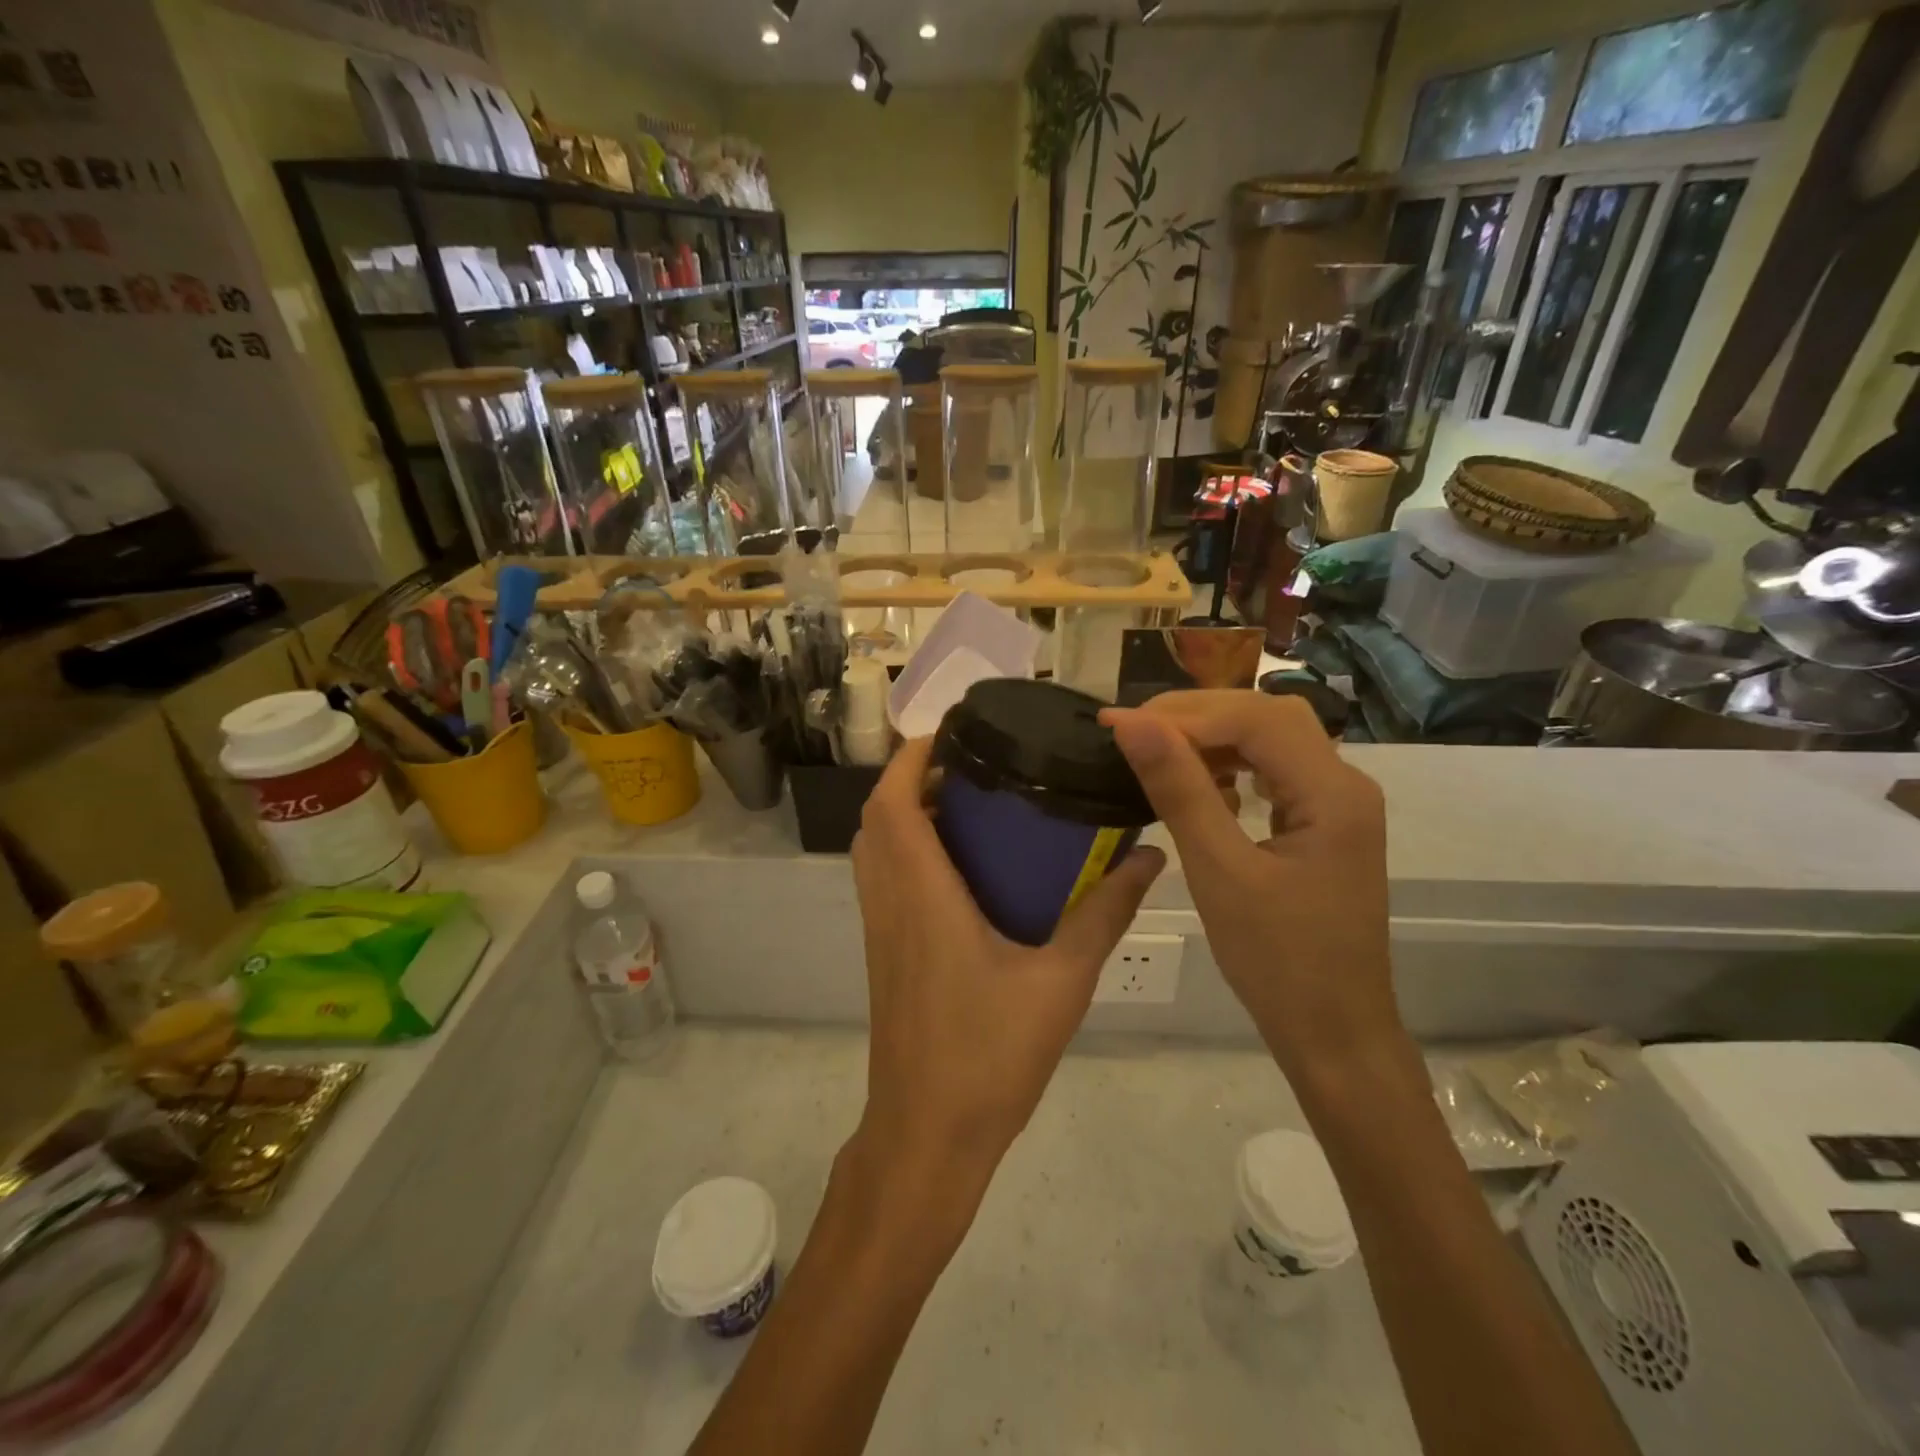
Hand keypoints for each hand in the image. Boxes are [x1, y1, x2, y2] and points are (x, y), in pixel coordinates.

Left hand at [849, 737, 1164, 1207]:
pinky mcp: (884, 952)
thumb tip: (1150, 858)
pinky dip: (909, 849)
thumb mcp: (1063, 981)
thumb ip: (1105, 913)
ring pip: (875, 847)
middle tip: (972, 766)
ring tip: (969, 804)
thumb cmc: (990, 1056)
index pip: (891, 802)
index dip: (911, 757)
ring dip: (906, 812)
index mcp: (922, 894)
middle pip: (877, 817)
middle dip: (912, 777)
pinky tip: (964, 866)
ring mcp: (880, 928)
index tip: (953, 733)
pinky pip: (884, 878)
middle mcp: (890, 900)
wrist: (928, 1135)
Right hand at [1101, 691, 1395, 1075]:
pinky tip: (1200, 783)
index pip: (1254, 720)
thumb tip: (1132, 724)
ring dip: (1213, 737)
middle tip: (1133, 732)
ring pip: (1272, 739)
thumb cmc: (1277, 961)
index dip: (1182, 714)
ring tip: (1157, 751)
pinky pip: (1275, 770)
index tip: (1117, 724)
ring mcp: (1337, 803)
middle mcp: (1345, 784)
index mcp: (1333, 793)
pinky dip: (1232, 765)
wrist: (1334, 1033)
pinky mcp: (1323, 823)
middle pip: (1267, 717)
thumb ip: (1179, 790)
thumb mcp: (1219, 872)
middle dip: (1196, 715)